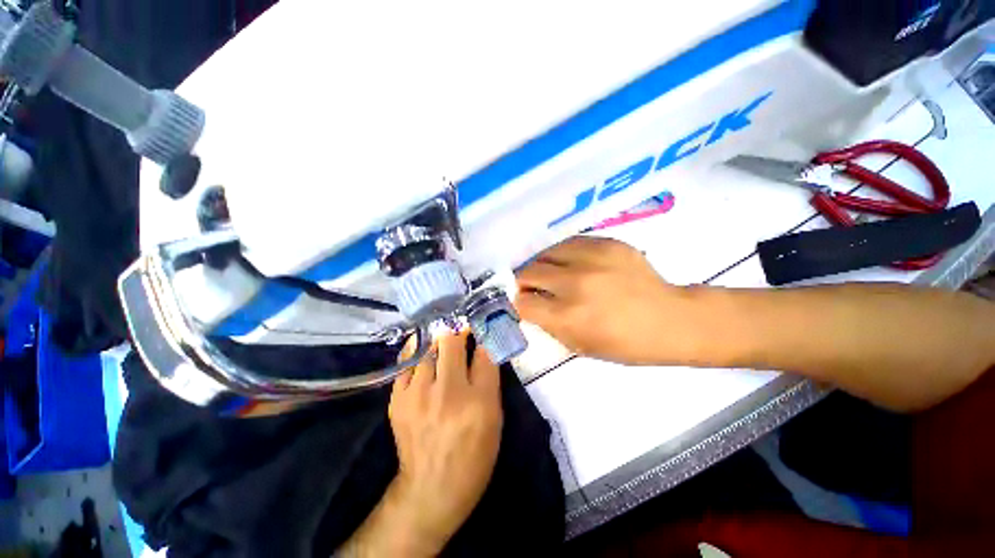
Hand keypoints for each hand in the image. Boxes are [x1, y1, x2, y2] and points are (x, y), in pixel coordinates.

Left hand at [385, 331, 502, 554]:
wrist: (431, 488)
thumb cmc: (474, 454)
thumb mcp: (494, 418)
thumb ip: (490, 378)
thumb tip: (484, 346)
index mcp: (479, 401)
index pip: (484, 352)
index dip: (483, 333)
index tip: (481, 325)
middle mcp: (448, 393)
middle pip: (451, 342)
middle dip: (458, 328)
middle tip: (461, 325)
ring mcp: (418, 395)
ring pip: (427, 346)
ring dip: (437, 336)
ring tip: (442, 332)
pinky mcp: (398, 400)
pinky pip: (406, 361)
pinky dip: (416, 349)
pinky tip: (423, 347)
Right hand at [516, 236, 696, 364]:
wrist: (669, 320)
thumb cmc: (625, 344)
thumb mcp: (579, 346)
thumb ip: (548, 325)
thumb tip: (530, 305)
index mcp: (568, 316)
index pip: (523, 302)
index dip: (521, 303)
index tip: (527, 303)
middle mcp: (575, 284)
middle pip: (529, 272)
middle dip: (525, 281)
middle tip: (534, 286)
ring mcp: (592, 259)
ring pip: (546, 253)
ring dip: (542, 265)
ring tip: (551, 272)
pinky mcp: (607, 244)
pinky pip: (570, 242)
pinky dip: (563, 254)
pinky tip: (570, 262)